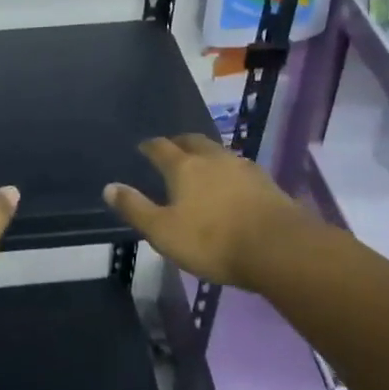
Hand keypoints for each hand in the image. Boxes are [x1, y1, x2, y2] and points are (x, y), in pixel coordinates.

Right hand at [104, 134, 315, 288]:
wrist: (279, 249)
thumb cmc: (213, 241)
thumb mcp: (163, 231)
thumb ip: (136, 208)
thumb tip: (109, 186)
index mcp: (184, 167)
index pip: (161, 147)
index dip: (149, 146)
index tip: (143, 147)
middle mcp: (213, 158)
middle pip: (193, 141)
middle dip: (179, 142)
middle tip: (172, 149)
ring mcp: (243, 167)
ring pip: (219, 152)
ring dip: (206, 155)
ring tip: (201, 166)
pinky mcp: (267, 182)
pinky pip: (240, 169)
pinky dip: (229, 172)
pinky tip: (231, 185)